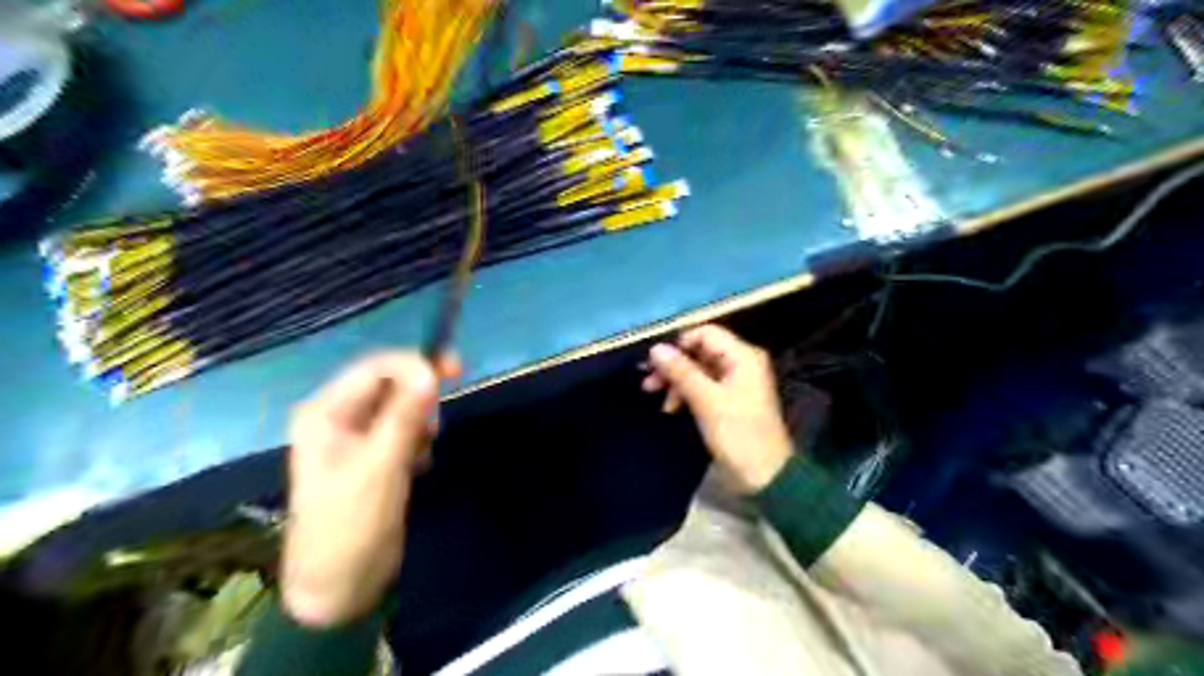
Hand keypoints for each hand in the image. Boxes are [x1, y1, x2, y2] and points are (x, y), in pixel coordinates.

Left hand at [283, 354, 460, 628]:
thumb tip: (430, 371)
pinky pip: (407, 428)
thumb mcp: (379, 468)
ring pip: (403, 406)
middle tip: (446, 406)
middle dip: (419, 394)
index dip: (414, 364)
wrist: (341, 585)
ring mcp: (359, 436)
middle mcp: (340, 416)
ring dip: (421, 420)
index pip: (375, 368)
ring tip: (421, 452)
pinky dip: (419, 439)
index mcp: (325, 412)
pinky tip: (417, 465)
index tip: (454, 372)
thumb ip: (404, 417)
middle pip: (390, 383)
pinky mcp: (377, 454)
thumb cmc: (350, 525)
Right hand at [643, 326, 796, 494]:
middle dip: (673, 365)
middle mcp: (740, 363)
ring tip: (656, 397)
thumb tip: (655, 348)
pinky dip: (686, 394)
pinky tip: (671, 408)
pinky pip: (702, 386)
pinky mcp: (728, 400)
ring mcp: (735, 382)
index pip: (705, 333)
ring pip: (698, 370)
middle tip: (649, 382)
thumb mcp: (706, 400)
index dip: (679, 344)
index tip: (655, 362)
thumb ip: (681, 371)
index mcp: (742, 356)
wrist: (764, 476)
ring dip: (676, 381)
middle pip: (699, 351)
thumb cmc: (738, 434)